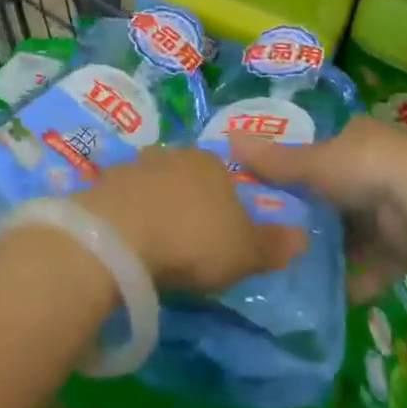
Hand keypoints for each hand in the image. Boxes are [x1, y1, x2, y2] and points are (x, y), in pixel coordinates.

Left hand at [77, 147, 306, 292]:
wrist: (119, 236)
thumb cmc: (193, 240)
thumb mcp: (244, 252)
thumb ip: (273, 245)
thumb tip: (304, 237)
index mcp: (211, 164)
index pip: (225, 178)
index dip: (226, 206)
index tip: (221, 236)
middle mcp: (173, 155)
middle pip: (187, 177)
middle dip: (188, 204)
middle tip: (188, 242)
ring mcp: (134, 166)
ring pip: (152, 185)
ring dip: (155, 209)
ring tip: (155, 245)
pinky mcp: (102, 184)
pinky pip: (123, 201)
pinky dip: (127, 218)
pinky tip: (127, 243)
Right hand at [232, 116, 406, 301]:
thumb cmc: (364, 170)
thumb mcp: (313, 163)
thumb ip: (274, 160)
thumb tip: (228, 141)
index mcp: (361, 137)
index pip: (327, 147)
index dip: (302, 165)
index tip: (275, 187)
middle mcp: (382, 166)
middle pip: (340, 191)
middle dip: (316, 213)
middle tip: (279, 232)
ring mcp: (400, 207)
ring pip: (359, 230)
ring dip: (336, 249)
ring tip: (298, 268)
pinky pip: (377, 263)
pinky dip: (358, 278)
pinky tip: (332, 295)